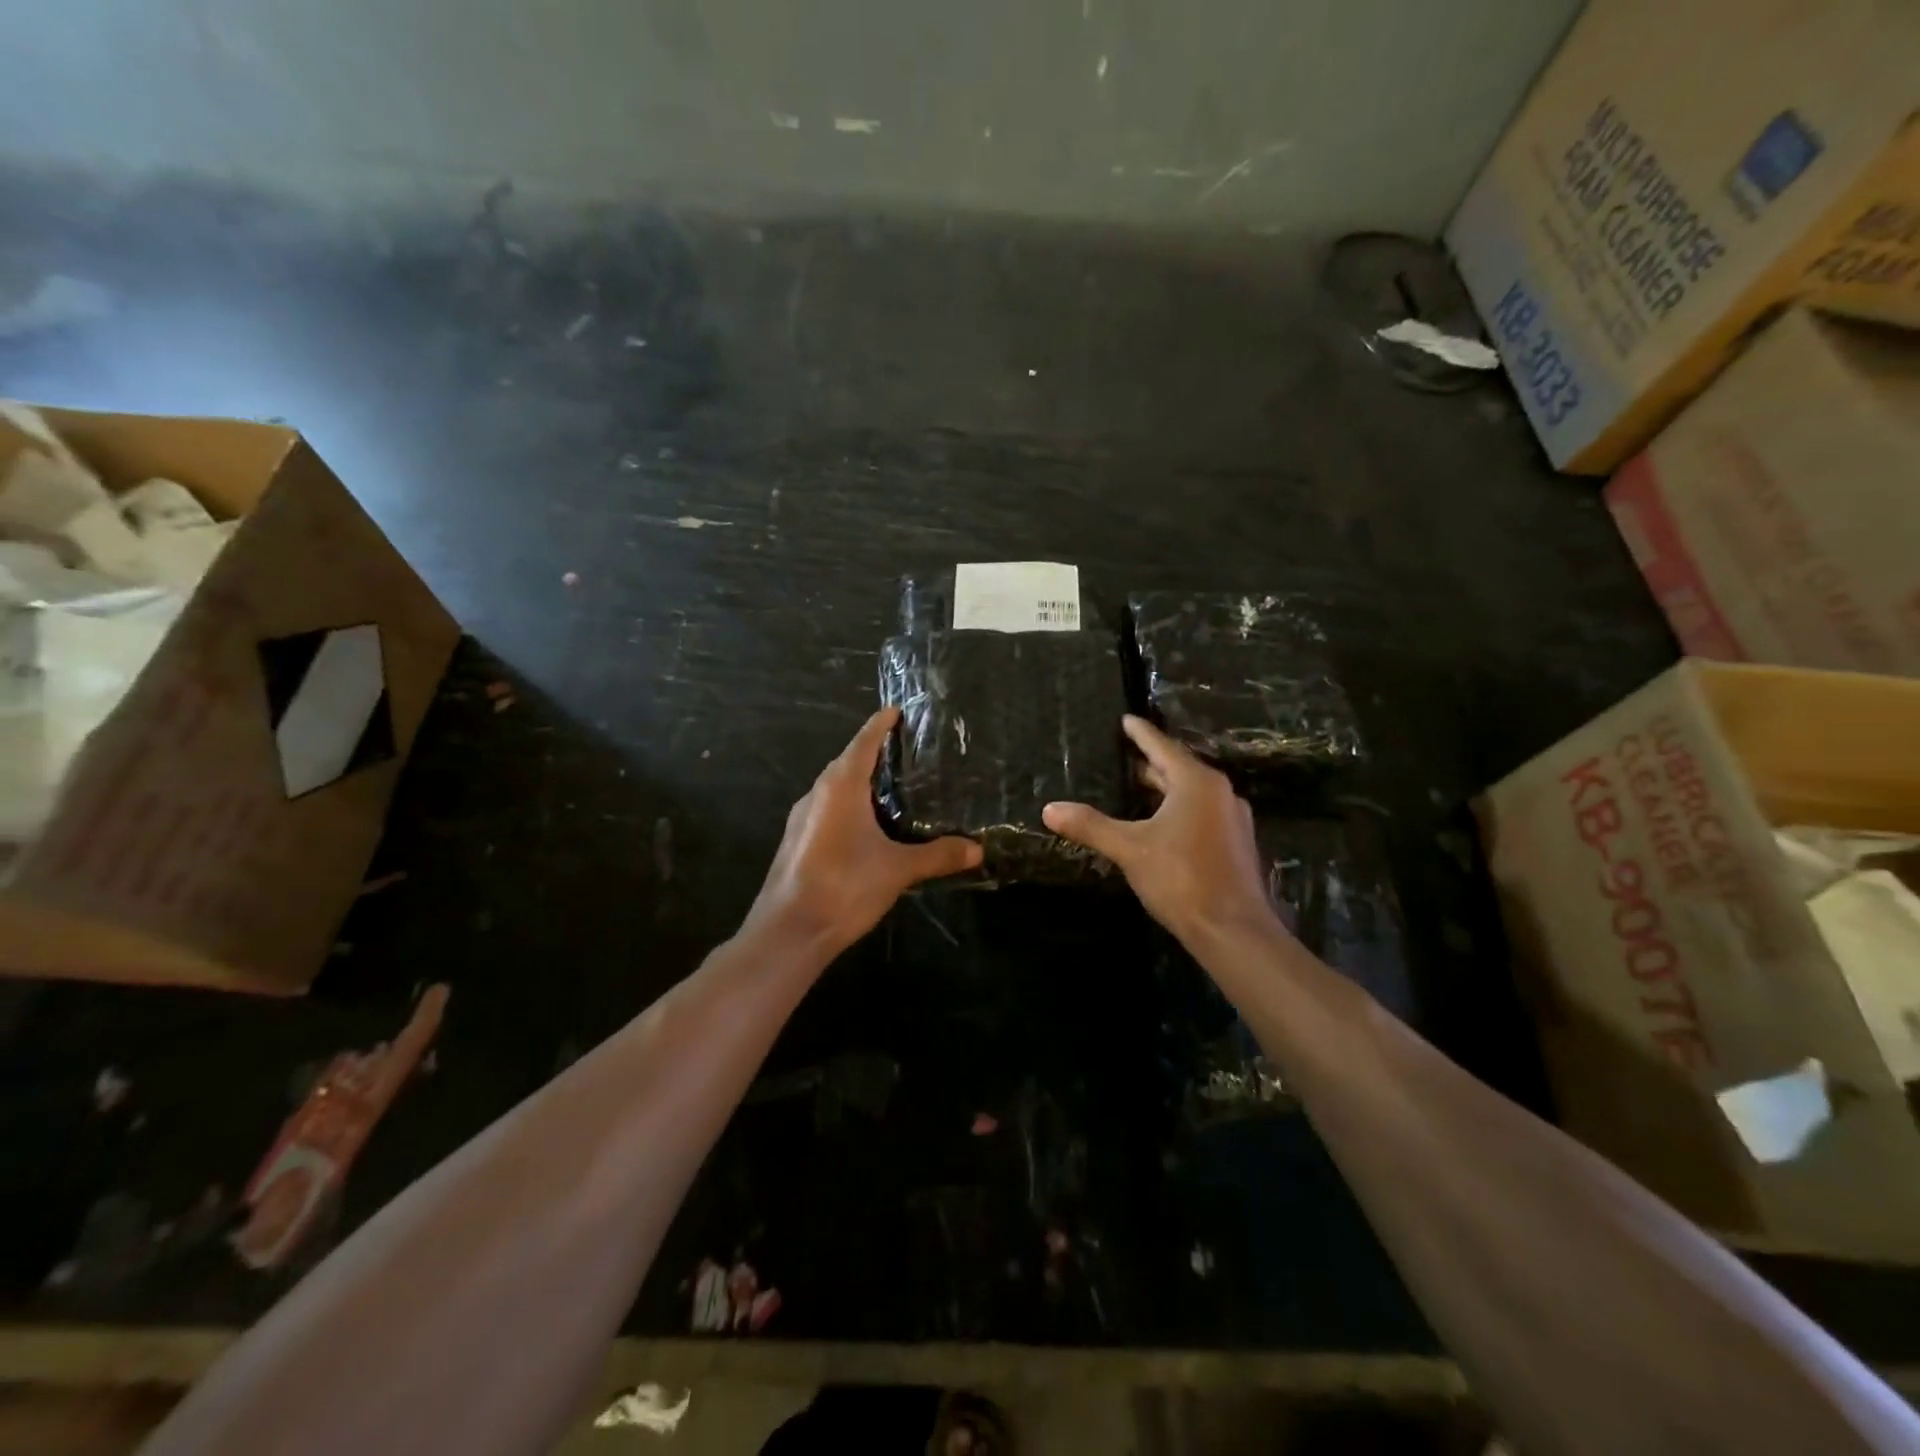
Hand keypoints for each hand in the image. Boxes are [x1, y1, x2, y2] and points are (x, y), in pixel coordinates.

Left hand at [750, 707, 982, 953]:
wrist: (788, 931)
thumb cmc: (844, 885)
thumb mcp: (898, 869)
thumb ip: (937, 856)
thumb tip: (977, 850)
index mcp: (841, 786)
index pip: (864, 741)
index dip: (881, 725)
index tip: (896, 711)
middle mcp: (817, 793)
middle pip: (846, 762)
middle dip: (872, 753)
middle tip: (905, 752)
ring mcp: (802, 818)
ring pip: (834, 788)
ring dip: (858, 782)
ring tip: (890, 788)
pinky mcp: (796, 842)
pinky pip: (826, 810)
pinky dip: (847, 807)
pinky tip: (865, 828)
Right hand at [1043, 715, 1278, 946]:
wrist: (1233, 930)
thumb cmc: (1181, 878)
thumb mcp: (1129, 848)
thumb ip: (1090, 826)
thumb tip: (1049, 809)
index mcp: (1196, 783)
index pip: (1162, 747)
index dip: (1140, 733)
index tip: (1125, 719)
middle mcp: (1219, 793)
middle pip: (1179, 768)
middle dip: (1151, 762)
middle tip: (1124, 754)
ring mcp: (1232, 819)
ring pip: (1191, 793)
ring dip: (1165, 787)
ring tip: (1137, 786)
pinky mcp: (1235, 843)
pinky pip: (1201, 813)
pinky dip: (1178, 809)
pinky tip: (1160, 823)